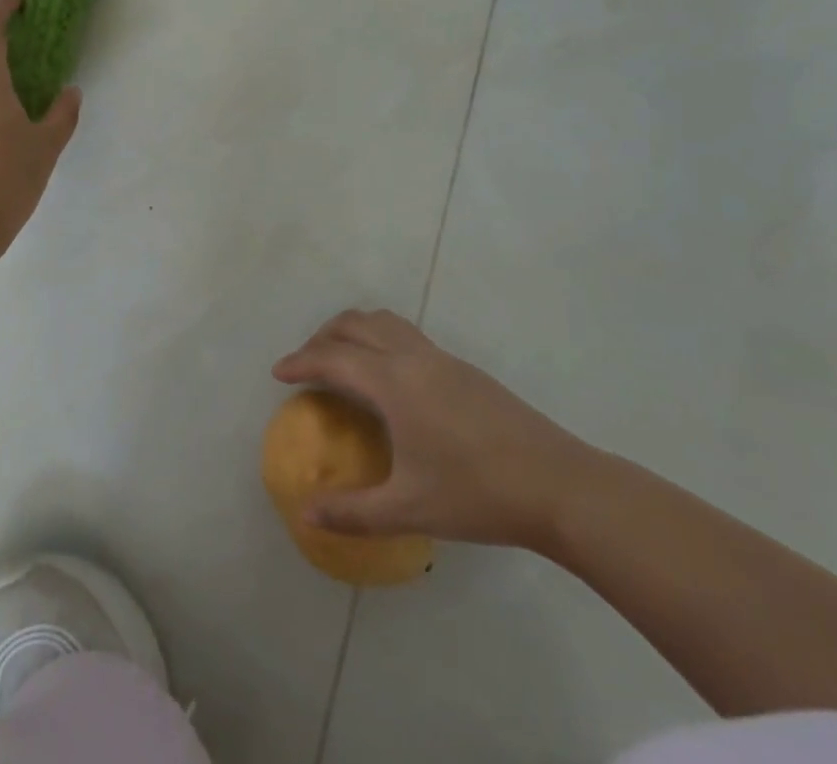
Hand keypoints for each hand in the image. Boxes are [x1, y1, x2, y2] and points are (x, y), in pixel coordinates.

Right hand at [272, 309, 593, 552]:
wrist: (558, 484)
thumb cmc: (476, 494)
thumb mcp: (409, 509)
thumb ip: (352, 511)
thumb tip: (305, 513)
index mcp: (392, 382)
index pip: (333, 358)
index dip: (300, 361)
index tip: (278, 373)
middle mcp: (411, 357)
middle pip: (354, 324)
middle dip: (322, 338)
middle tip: (305, 365)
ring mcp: (440, 357)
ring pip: (383, 321)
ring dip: (353, 331)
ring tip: (341, 360)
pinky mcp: (461, 367)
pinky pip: (405, 334)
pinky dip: (379, 339)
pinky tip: (388, 379)